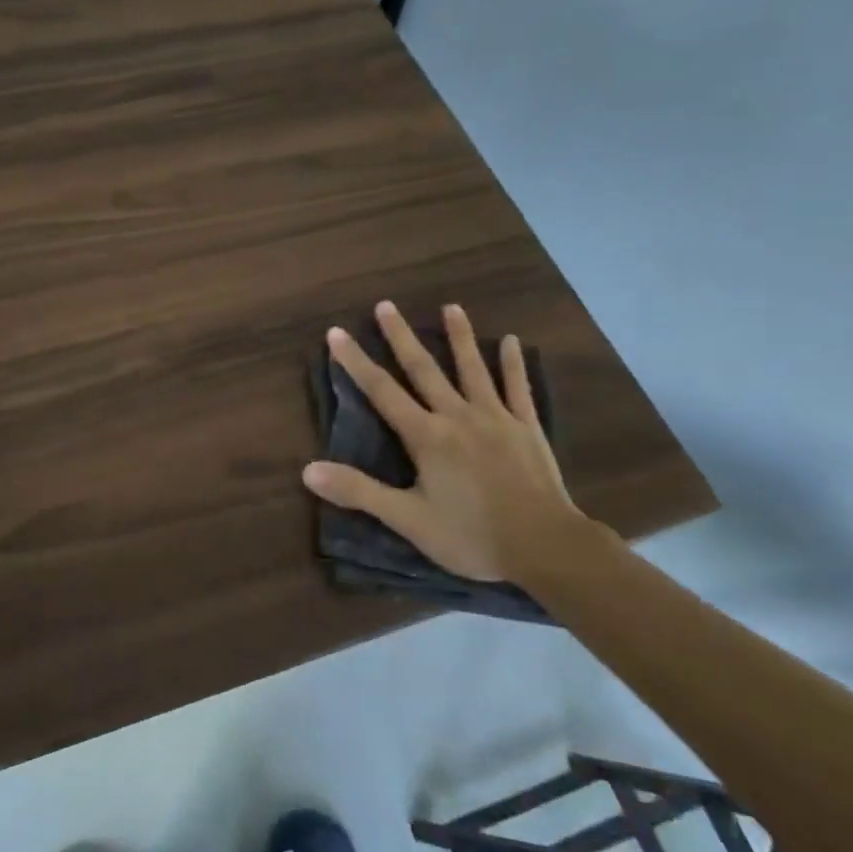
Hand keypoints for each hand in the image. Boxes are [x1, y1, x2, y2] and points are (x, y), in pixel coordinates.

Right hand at [302, 301, 605, 583]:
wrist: (544, 546)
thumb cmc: (471, 536)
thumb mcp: (408, 520)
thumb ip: (359, 491)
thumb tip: (308, 470)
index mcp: (426, 437)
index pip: (382, 391)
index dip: (356, 362)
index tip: (336, 332)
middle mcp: (457, 416)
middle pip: (424, 369)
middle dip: (401, 337)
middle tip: (385, 305)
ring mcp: (495, 417)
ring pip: (472, 369)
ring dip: (459, 337)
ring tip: (451, 306)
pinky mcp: (526, 427)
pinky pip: (517, 388)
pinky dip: (513, 364)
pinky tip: (510, 340)